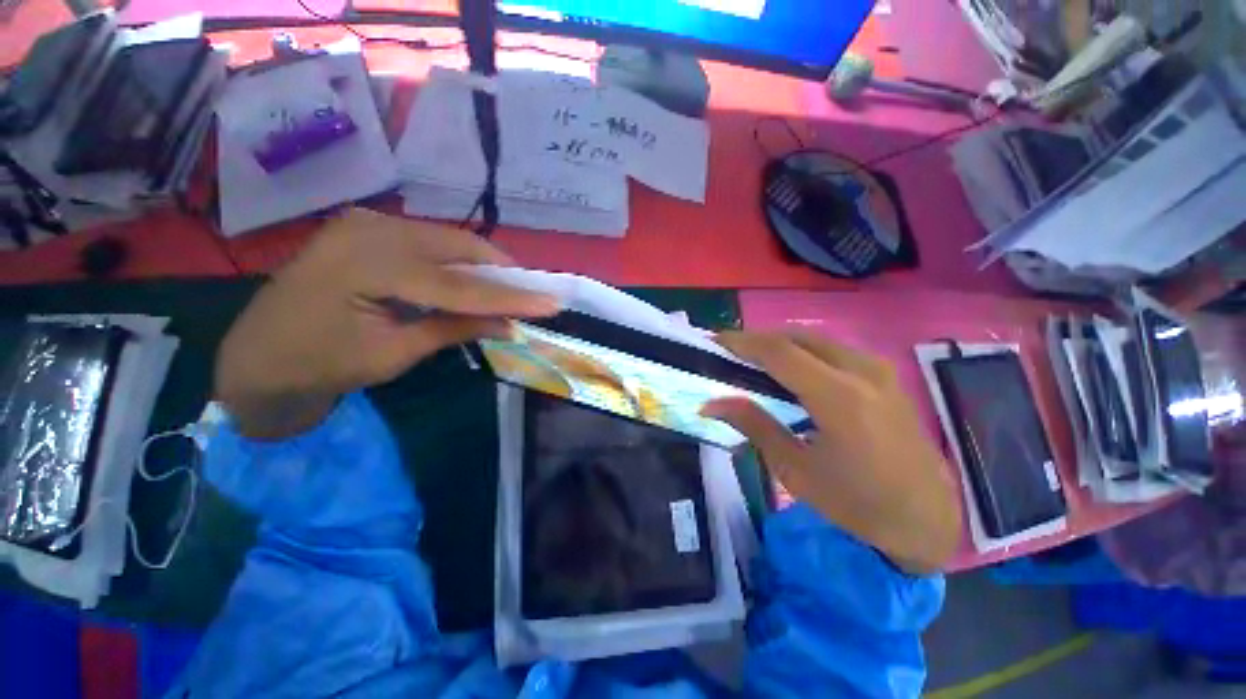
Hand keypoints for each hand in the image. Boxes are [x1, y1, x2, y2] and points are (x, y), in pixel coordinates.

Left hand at [215, 208, 559, 439]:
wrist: (256, 359)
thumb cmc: (319, 366)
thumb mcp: (395, 353)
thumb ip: (456, 329)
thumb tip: (510, 325)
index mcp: (369, 263)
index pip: (460, 283)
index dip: (512, 295)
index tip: (553, 302)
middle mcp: (370, 228)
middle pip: (459, 248)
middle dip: (503, 272)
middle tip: (536, 294)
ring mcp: (366, 223)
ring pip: (448, 241)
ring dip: (484, 266)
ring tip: (513, 290)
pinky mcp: (367, 230)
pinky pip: (429, 243)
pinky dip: (459, 263)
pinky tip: (475, 280)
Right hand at [703, 331, 960, 574]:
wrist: (926, 518)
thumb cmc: (856, 503)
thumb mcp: (795, 469)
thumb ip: (753, 424)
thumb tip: (709, 404)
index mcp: (839, 397)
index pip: (779, 351)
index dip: (741, 342)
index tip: (713, 342)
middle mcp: (862, 371)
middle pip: (796, 337)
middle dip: (757, 340)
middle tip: (729, 354)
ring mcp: (878, 369)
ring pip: (815, 340)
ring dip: (779, 345)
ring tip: (752, 362)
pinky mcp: (884, 375)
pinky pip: (832, 350)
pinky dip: (802, 352)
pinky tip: (789, 373)